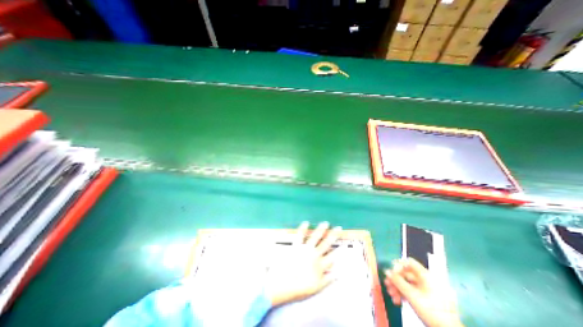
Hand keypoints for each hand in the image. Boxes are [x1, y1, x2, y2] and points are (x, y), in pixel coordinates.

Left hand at [264, 223, 342, 305]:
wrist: (285, 284)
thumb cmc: (300, 287)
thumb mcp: (317, 287)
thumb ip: (328, 280)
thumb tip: (338, 274)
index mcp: (320, 265)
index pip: (332, 256)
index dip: (338, 249)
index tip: (343, 243)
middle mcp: (315, 255)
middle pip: (326, 243)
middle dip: (333, 235)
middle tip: (338, 228)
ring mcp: (306, 249)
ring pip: (316, 237)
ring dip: (321, 229)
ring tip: (325, 223)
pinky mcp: (297, 246)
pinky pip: (300, 236)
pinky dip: (302, 229)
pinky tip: (305, 223)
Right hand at [384, 259, 464, 325]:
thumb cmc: (432, 311)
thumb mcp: (412, 295)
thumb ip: (398, 281)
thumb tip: (387, 271)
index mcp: (426, 276)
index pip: (409, 262)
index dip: (398, 265)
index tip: (392, 273)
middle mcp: (427, 280)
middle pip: (407, 274)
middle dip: (396, 279)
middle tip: (387, 284)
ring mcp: (428, 290)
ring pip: (408, 283)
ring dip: (398, 288)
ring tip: (392, 295)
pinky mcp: (427, 299)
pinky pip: (413, 291)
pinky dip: (404, 294)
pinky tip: (398, 300)